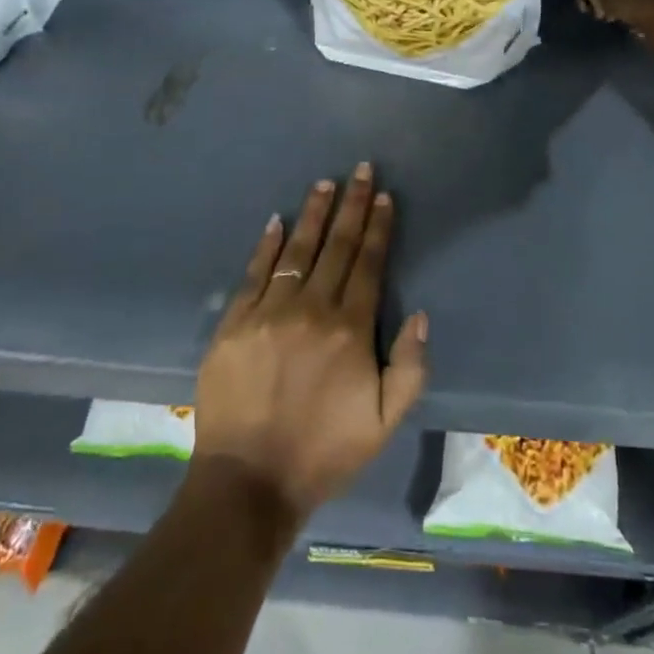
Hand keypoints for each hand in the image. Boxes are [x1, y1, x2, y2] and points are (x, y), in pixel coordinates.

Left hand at [193, 164, 428, 527]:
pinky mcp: (234, 323)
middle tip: (361, 170)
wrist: (248, 483)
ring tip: (325, 183)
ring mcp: (269, 312)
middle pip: (337, 246)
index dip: (377, 227)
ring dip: (314, 214)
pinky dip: (267, 245)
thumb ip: (410, 367)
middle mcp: (311, 309)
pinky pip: (254, 273)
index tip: (383, 196)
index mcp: (350, 329)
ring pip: (297, 250)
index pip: (368, 263)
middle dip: (352, 205)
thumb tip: (419, 314)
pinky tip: (277, 221)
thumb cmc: (324, 451)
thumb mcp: (385, 422)